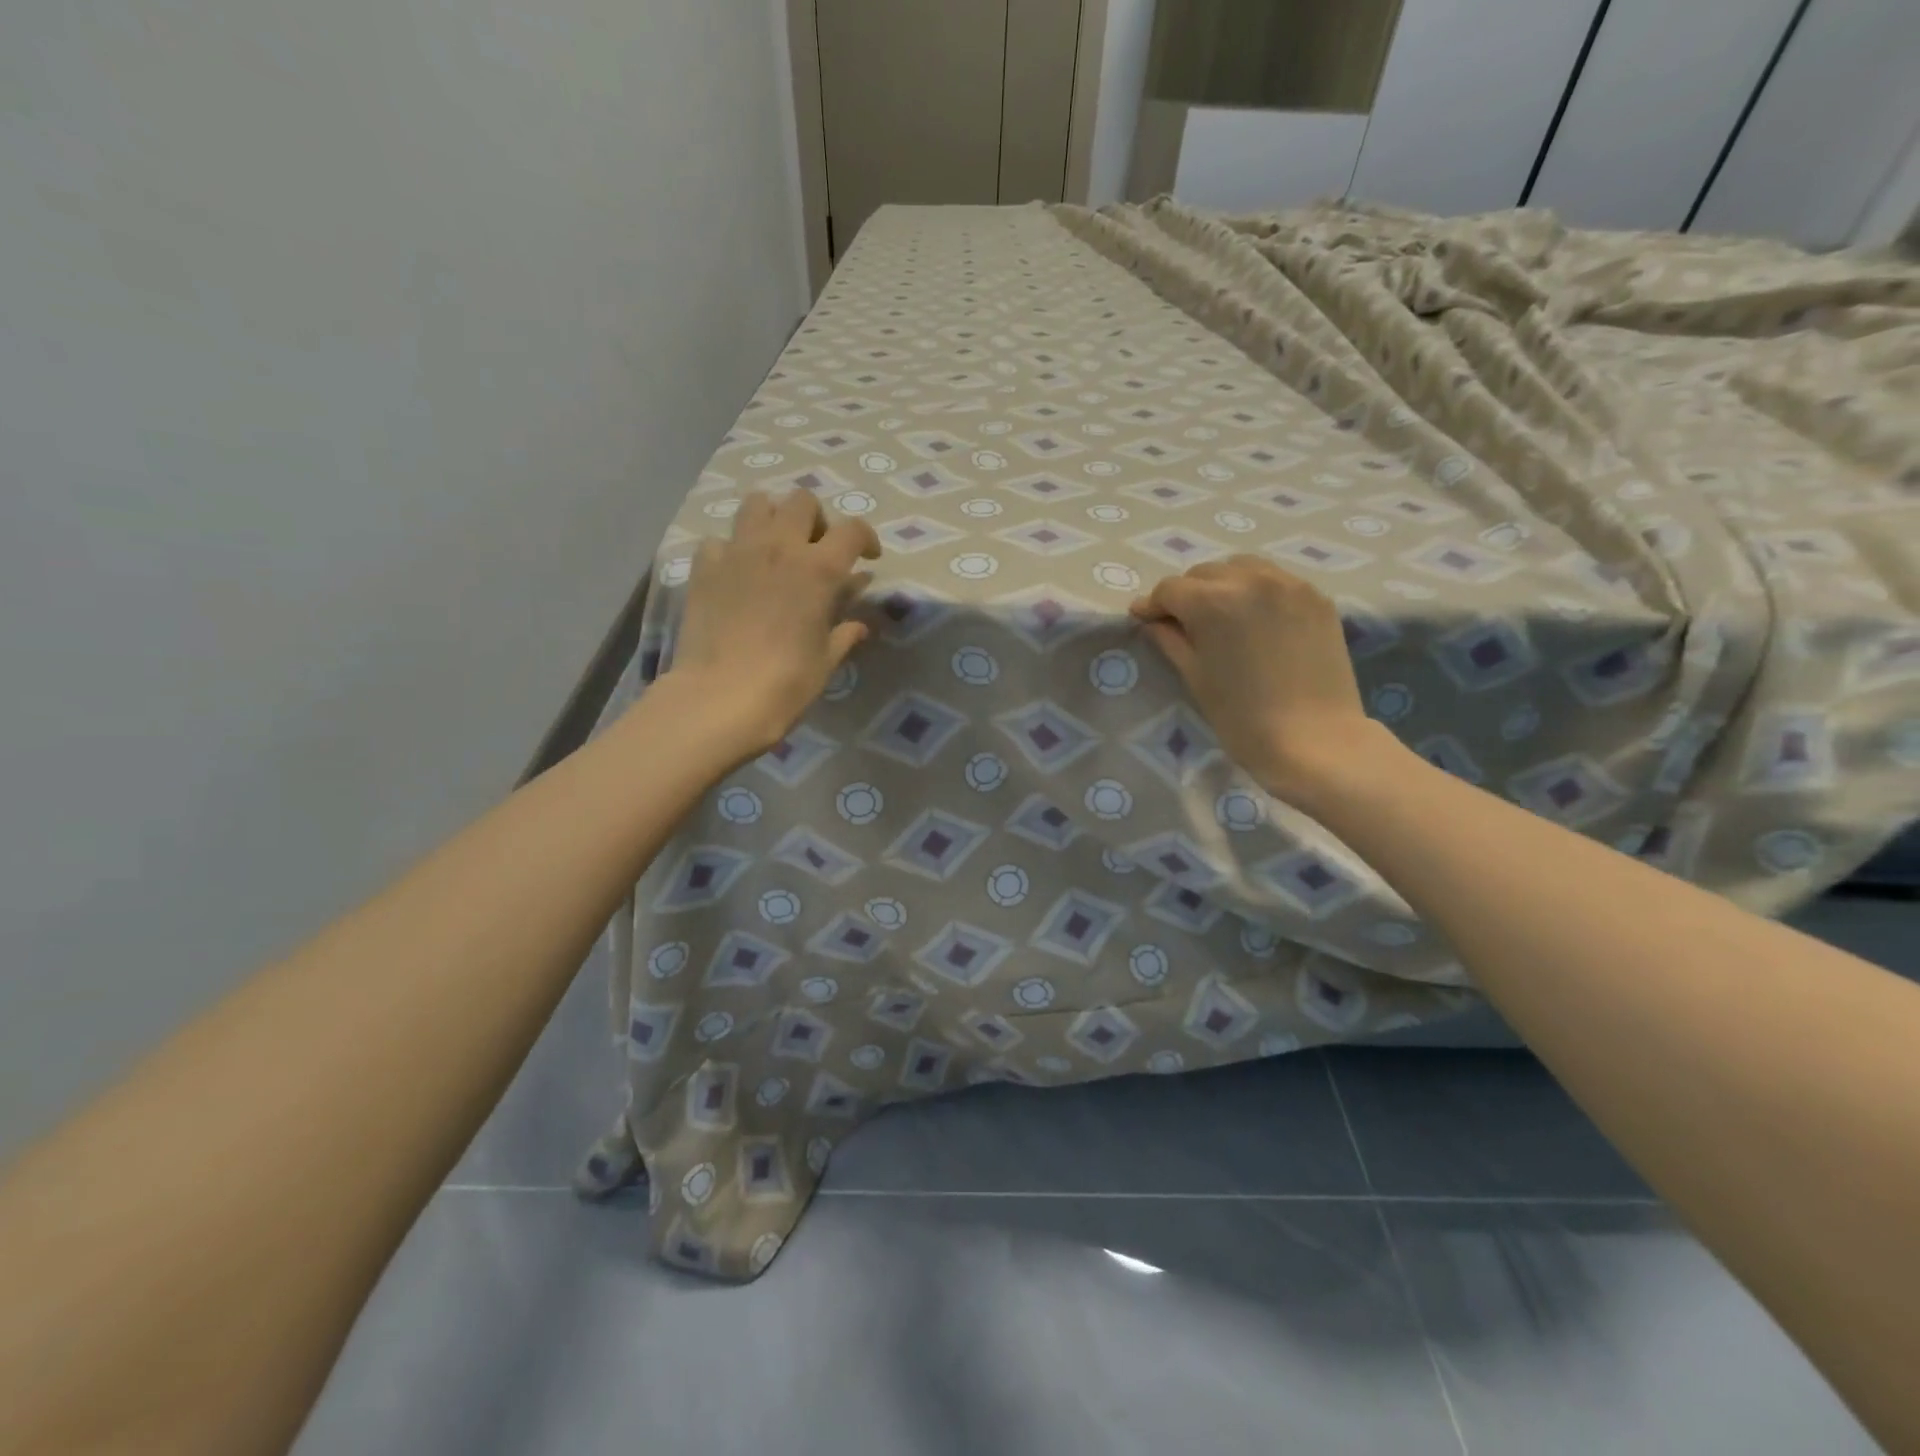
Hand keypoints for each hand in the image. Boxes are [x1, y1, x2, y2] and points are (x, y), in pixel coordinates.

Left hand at [662, 490, 880, 756]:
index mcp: (818, 569)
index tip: (868, 559)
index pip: (852, 530)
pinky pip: (719, 539)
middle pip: (802, 501)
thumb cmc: (786, 683)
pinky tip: (736, 574)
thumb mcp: (826, 661)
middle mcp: (779, 547)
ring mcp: (737, 552)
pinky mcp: (704, 567)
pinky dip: (731, 549)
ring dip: (772, 518)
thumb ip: (844, 634)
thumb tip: (859, 625)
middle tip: (816, 550)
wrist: (720, 698)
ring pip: (757, 503)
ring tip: (776, 549)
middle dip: (816, 520)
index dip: (866, 538)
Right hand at [1130, 555, 1387, 802]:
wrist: (1316, 740)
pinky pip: (1274, 580)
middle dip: (1187, 594)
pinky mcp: (1316, 597)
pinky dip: (1256, 591)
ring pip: (1241, 568)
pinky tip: (1254, 619)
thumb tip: (1153, 621)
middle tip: (1182, 623)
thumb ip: (1171, 640)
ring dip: (1222, 585)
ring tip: (1220, 616)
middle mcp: (1251, 580)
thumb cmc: (1243, 717)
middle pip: (1204, 573)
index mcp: (1214, 602)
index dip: (1153, 605)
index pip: (1170, 589)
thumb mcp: (1196, 677)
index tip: (1145, 620)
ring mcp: (1290, 584)